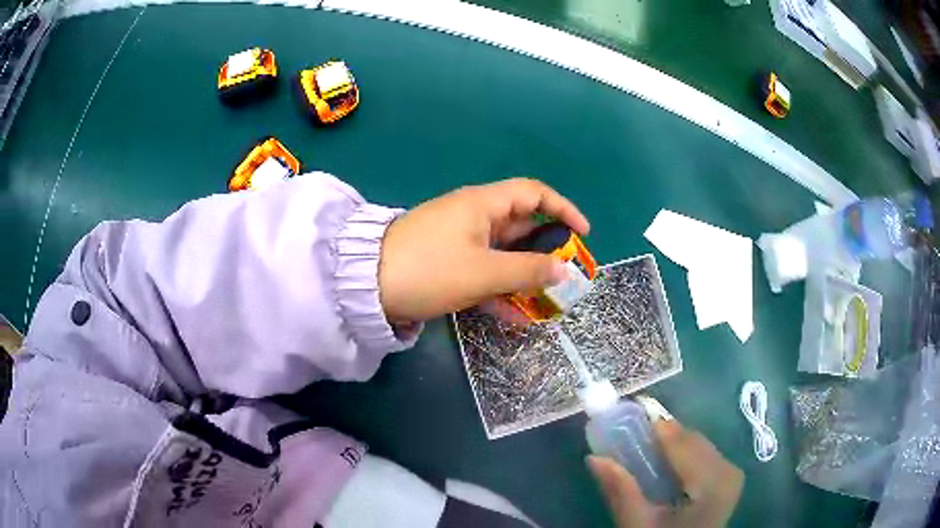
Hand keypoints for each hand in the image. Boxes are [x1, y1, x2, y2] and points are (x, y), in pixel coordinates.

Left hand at [378, 178, 589, 322]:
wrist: (366, 286)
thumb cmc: (430, 269)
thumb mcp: (484, 272)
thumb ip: (528, 270)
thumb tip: (565, 270)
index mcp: (483, 204)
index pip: (534, 193)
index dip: (563, 209)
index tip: (583, 234)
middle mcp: (474, 216)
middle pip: (521, 226)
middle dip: (547, 250)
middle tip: (567, 275)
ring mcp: (459, 240)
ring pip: (503, 253)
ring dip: (525, 275)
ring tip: (547, 301)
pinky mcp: (447, 263)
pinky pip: (483, 271)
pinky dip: (500, 288)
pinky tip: (516, 314)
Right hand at [588, 419, 743, 527]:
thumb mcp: (638, 525)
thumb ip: (621, 491)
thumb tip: (594, 458)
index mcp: (712, 483)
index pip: (683, 443)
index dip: (656, 427)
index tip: (627, 414)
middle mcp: (729, 470)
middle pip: (691, 440)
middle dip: (662, 436)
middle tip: (630, 433)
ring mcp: (731, 472)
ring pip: (697, 443)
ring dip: (671, 443)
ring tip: (644, 447)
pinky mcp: (728, 477)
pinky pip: (704, 453)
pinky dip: (682, 453)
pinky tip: (665, 461)